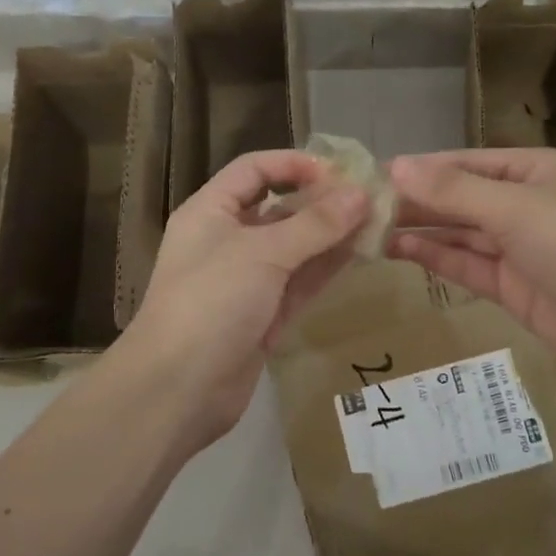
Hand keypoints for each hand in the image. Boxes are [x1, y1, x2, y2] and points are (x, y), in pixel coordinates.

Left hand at [123, 150, 369, 446]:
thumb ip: (315, 223)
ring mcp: (247, 280)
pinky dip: (327, 267)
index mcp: (211, 211)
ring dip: (332, 235)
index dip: (294, 164)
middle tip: (371, 199)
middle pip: (280, 208)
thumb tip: (361, 193)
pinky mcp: (264, 315)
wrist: (177, 391)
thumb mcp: (263, 253)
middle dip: (323, 202)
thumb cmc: (212, 302)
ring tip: (378, 223)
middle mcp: (228, 239)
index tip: (339, 171)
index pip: (254, 170)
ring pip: (296, 247)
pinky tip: (362, 254)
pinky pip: (300, 281)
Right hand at [387, 148, 555, 396]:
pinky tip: (400, 250)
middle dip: (416, 201)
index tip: (374, 175)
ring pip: (461, 232)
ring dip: (421, 229)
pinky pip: (468, 265)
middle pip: (461, 197)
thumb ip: (452, 191)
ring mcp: (521, 248)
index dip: (421, 168)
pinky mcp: (516, 287)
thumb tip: (394, 166)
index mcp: (534, 170)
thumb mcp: (514, 209)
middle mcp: (526, 203)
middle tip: (362, 206)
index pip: (465, 163)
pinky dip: (437, 257)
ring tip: (370, 228)